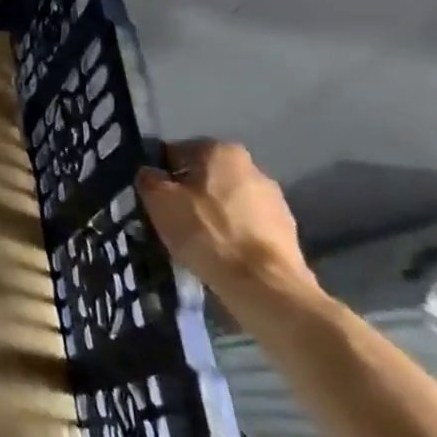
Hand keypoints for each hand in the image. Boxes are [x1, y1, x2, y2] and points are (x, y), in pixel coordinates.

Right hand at [135, 139, 319, 310]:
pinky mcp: (287, 231)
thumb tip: (149, 173)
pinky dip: (233, 236)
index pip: (177, 153)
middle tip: (172, 221)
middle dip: (189, 194)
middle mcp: (253, 166)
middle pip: (206, 177)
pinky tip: (221, 256)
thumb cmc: (206, 232)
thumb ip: (149, 180)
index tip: (153, 199)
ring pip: (228, 202)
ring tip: (197, 243)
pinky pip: (247, 226)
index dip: (160, 175)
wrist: (264, 285)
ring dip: (213, 216)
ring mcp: (275, 200)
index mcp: (221, 150)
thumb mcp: (160, 202)